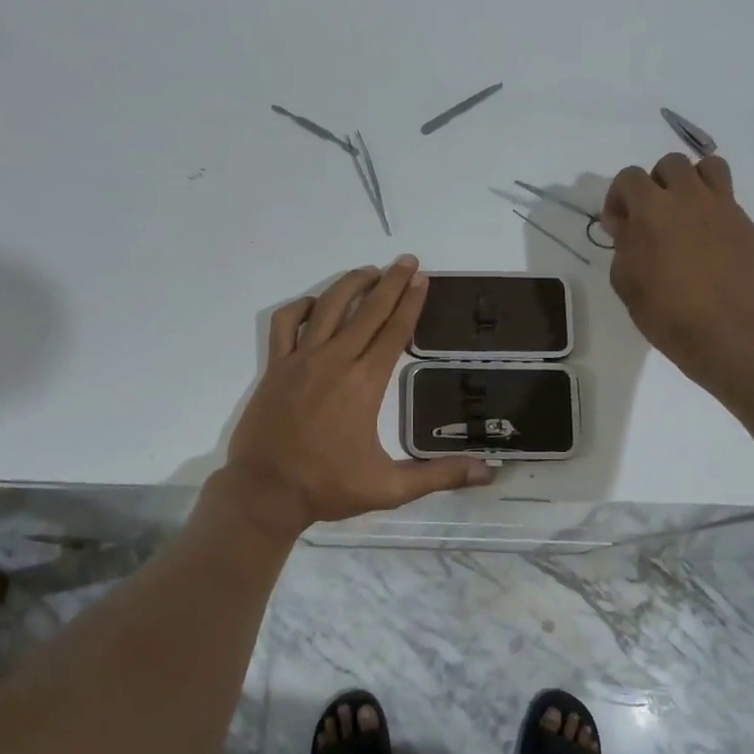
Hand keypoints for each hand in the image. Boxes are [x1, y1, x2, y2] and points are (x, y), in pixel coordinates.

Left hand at [221, 257, 493, 530]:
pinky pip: (286, 323)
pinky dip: (301, 307)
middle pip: (368, 310)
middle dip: (391, 282)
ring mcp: (301, 360)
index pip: (394, 332)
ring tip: (370, 270)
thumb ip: (439, 476)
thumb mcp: (390, 488)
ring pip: (329, 307)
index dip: (411, 302)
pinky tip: (316, 304)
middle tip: (407, 260)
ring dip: (351, 284)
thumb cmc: (328, 488)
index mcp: (364, 384)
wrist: (264, 492)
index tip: (422, 278)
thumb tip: (488, 471)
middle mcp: (335, 361)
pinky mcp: (275, 366)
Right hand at [602, 153, 753, 389]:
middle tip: (652, 214)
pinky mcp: (746, 226)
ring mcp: (724, 208)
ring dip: (692, 182)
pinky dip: (714, 211)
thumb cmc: (663, 311)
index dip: (619, 197)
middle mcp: (689, 197)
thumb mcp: (624, 279)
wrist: (723, 333)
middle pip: (671, 163)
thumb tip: (626, 222)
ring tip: (686, 211)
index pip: (629, 176)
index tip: (618, 224)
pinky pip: (728, 201)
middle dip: (656, 183)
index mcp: (653, 208)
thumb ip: (622, 241)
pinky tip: (708, 242)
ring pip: (709, 168)